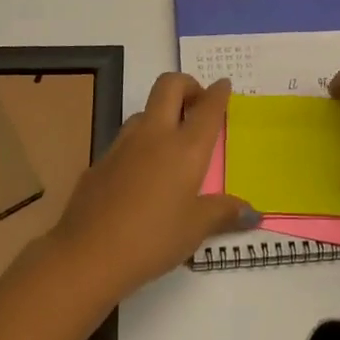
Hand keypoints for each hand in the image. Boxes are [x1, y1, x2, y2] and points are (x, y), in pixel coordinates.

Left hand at [52, 73, 258, 302]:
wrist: (87, 254)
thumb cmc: (153, 239)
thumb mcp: (196, 229)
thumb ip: (224, 213)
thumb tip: (252, 213)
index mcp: (186, 148)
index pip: (207, 108)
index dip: (218, 93)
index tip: (223, 85)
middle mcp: (155, 136)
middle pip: (169, 86)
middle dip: (187, 85)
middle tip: (198, 105)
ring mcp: (123, 145)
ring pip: (145, 110)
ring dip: (161, 114)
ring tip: (171, 142)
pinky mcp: (101, 161)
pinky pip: (126, 140)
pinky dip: (140, 143)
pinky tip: (142, 174)